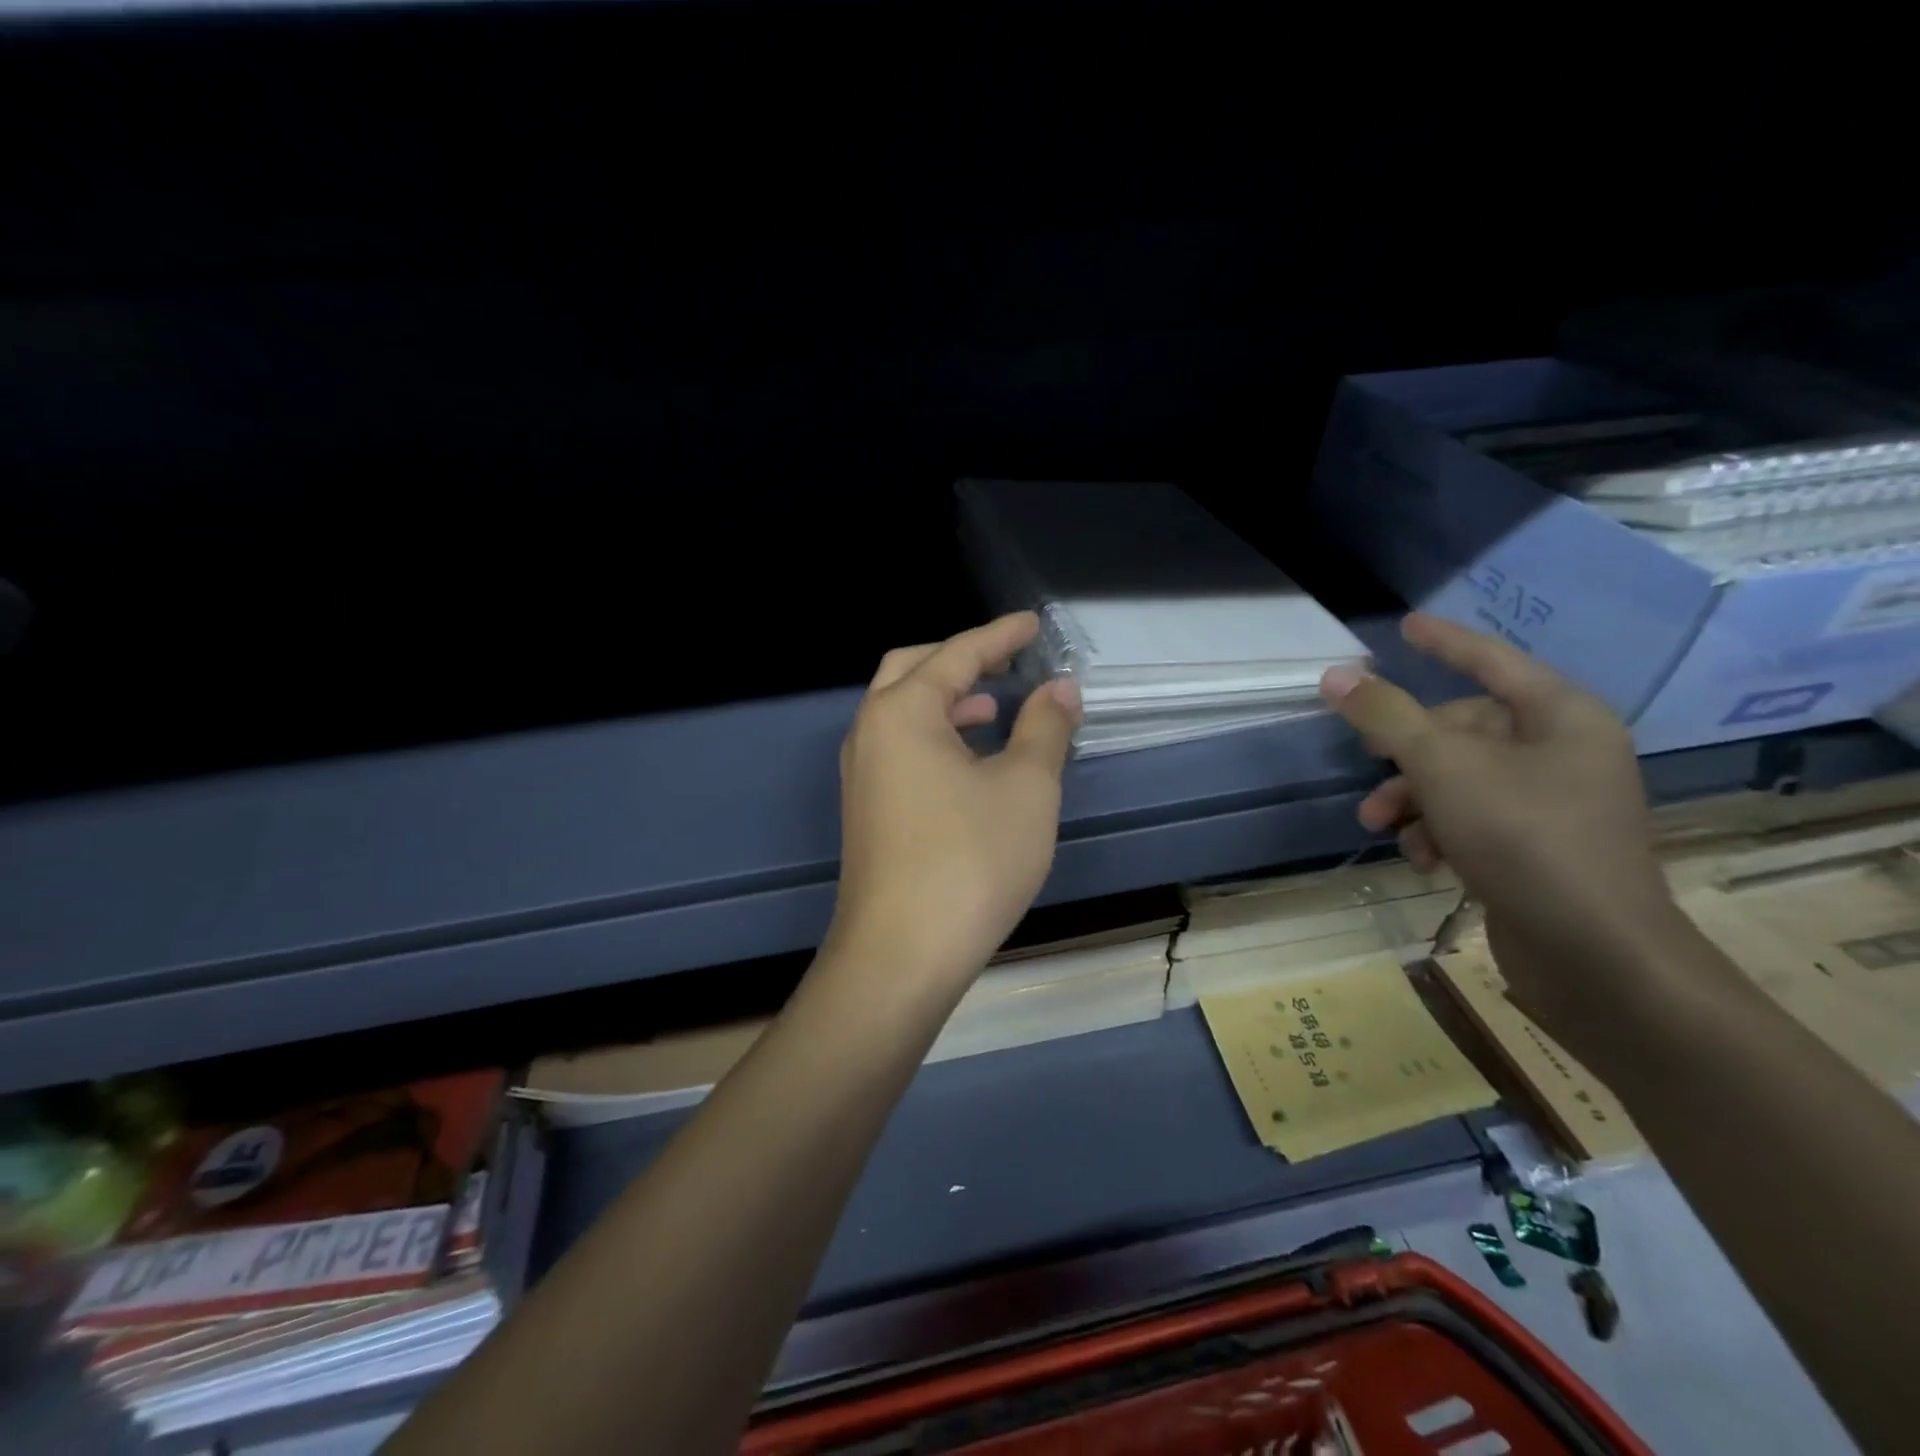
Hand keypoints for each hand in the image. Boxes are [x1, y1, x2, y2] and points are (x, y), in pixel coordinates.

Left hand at [826, 612, 1082, 991]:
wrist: (902, 954)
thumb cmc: (970, 859)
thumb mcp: (1025, 787)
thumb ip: (1044, 727)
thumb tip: (1060, 688)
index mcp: (902, 712)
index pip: (956, 654)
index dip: (999, 635)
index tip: (1033, 625)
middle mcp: (870, 733)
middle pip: (912, 670)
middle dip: (960, 659)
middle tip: (1006, 660)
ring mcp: (862, 774)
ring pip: (902, 713)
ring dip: (947, 701)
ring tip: (994, 708)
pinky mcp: (867, 810)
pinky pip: (900, 750)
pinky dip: (936, 737)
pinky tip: (970, 762)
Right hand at [1319, 614, 1683, 1035]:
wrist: (1595, 956)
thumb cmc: (1524, 839)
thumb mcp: (1443, 768)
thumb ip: (1387, 717)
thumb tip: (1335, 675)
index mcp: (1561, 717)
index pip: (1491, 662)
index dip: (1445, 642)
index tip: (1404, 627)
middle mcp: (1564, 752)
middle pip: (1464, 729)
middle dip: (1408, 755)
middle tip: (1370, 768)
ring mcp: (1554, 803)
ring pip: (1460, 778)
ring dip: (1414, 799)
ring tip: (1385, 828)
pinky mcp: (1539, 849)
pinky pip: (1474, 818)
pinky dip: (1440, 831)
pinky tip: (1423, 860)